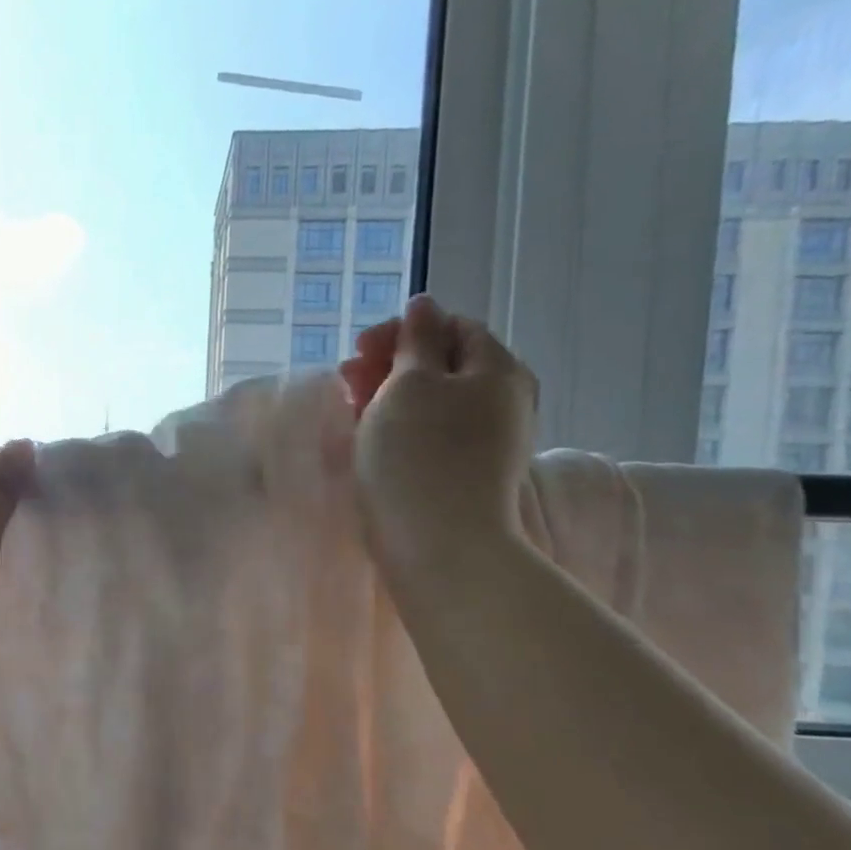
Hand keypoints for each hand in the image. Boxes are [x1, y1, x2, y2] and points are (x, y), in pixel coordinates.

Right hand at [340, 295, 538, 579]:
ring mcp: (489, 441)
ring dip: (390, 398)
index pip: (452, 327)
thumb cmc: (417, 456)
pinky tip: (374, 442)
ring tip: (352, 413)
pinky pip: (434, 434)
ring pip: (434, 402)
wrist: (439, 545)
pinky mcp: (468, 474)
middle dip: (390, 365)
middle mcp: (503, 400)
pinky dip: (402, 428)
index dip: (402, 331)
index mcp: (497, 370)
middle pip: (443, 365)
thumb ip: (416, 339)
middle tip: (347, 383)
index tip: (357, 351)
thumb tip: (425, 305)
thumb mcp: (408, 384)